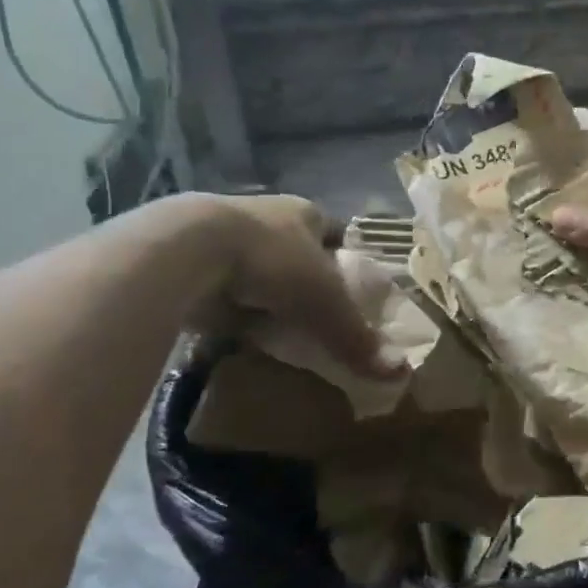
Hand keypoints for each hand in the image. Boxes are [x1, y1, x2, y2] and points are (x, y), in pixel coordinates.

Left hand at [199, 195, 403, 379]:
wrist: (187, 251)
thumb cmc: (273, 263)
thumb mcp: (326, 304)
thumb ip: (358, 338)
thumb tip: (400, 374)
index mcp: (304, 212)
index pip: (335, 232)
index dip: (344, 258)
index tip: (350, 289)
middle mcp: (266, 216)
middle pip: (295, 249)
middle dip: (303, 278)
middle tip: (316, 315)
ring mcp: (224, 233)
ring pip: (255, 265)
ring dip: (263, 291)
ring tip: (276, 328)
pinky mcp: (190, 257)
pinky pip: (220, 284)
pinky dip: (229, 305)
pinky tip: (234, 331)